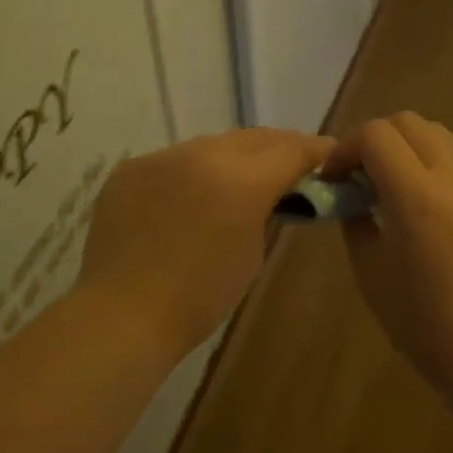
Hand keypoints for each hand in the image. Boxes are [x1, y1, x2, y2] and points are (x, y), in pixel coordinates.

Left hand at [77, 128, 333, 356]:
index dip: (316, 150)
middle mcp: (202, 154)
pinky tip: (194, 194)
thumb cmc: (200, 297)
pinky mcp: (132, 168)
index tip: (330, 155)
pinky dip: (193, 172)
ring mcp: (163, 157)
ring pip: (213, 145)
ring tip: (242, 177)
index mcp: (242, 179)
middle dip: (279, 148)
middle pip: (255, 138)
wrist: (122, 315)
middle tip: (294, 164)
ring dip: (235, 157)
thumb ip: (267, 210)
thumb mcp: (252, 252)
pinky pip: (175, 160)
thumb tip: (271, 193)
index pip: (292, 149)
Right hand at [325, 113, 452, 398]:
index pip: (375, 135)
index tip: (335, 177)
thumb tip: (350, 193)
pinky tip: (428, 189)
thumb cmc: (421, 322)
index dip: (346, 147)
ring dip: (409, 143)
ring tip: (395, 179)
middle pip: (407, 122)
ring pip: (439, 131)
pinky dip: (438, 155)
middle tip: (360, 175)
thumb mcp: (370, 271)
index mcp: (416, 197)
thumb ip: (355, 220)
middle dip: (375, 139)